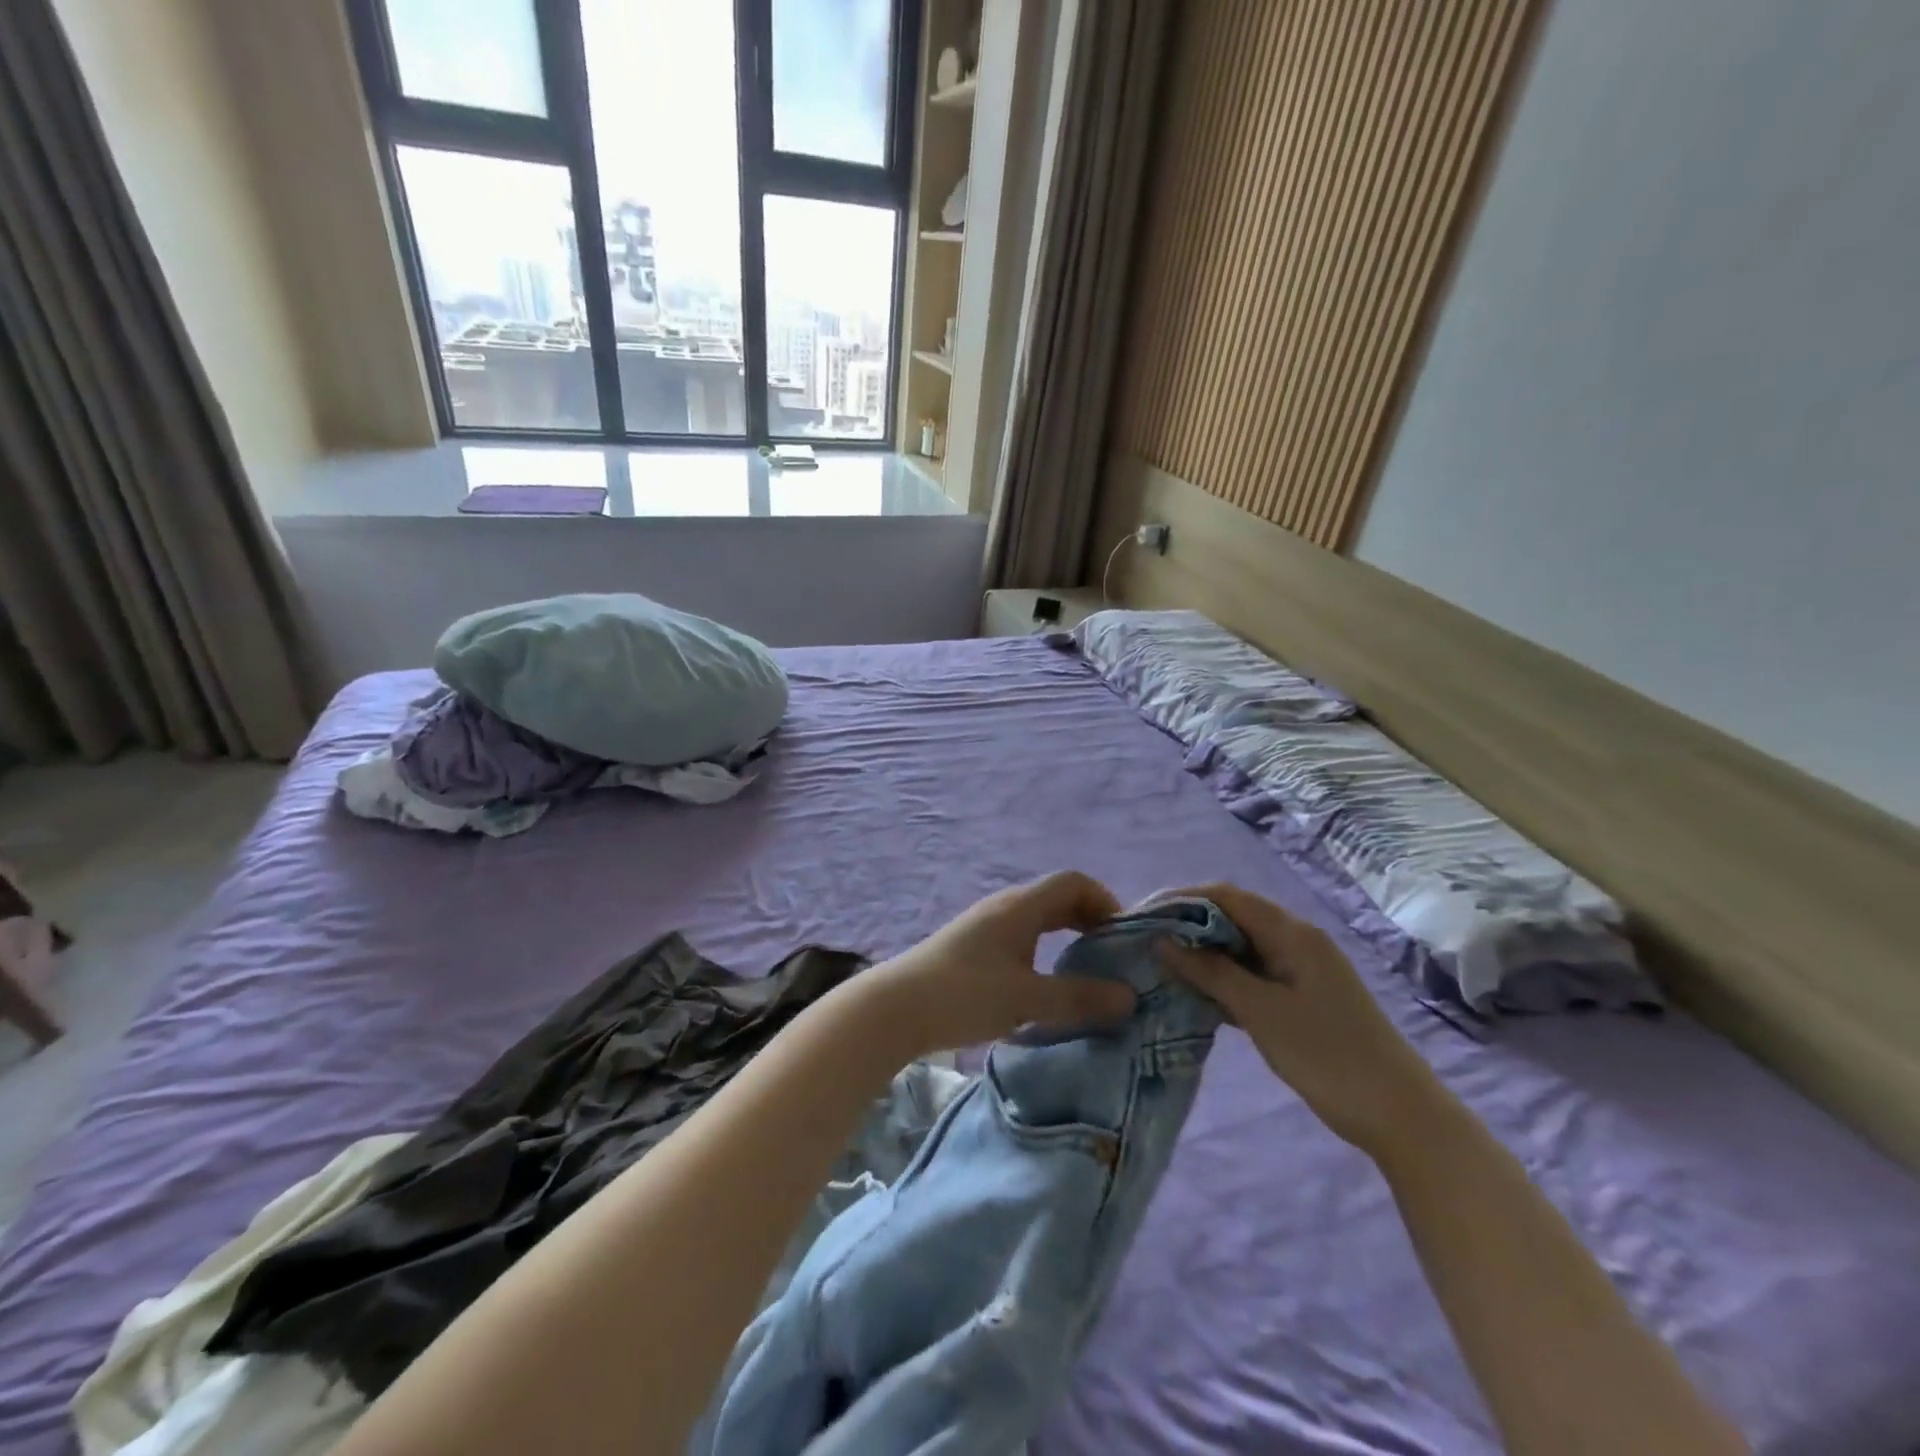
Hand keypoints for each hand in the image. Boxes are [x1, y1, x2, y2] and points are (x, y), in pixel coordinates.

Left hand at [859, 872, 1137, 1056]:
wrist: (895, 1007)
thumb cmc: (964, 994)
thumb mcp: (1027, 999)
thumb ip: (1079, 998)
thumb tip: (1129, 997)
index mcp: (1021, 906)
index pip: (1074, 882)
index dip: (1105, 901)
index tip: (1123, 938)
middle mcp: (1005, 907)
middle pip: (1058, 898)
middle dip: (1090, 921)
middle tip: (1112, 958)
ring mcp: (986, 925)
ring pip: (1038, 919)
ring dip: (1066, 937)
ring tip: (1085, 974)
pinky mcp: (973, 947)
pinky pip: (1021, 937)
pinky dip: (1044, 950)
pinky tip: (1045, 984)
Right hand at [1161, 883, 1443, 1156]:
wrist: (1401, 1115)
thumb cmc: (1328, 1056)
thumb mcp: (1261, 1012)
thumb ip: (1211, 972)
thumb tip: (1163, 941)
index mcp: (1292, 932)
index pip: (1226, 896)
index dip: (1181, 900)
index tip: (1141, 916)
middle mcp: (1296, 940)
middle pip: (1232, 917)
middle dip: (1188, 926)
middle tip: (1145, 944)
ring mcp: (1300, 969)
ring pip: (1240, 948)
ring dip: (1203, 954)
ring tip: (1160, 967)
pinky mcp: (1301, 997)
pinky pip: (1252, 974)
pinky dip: (1223, 979)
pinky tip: (1195, 995)